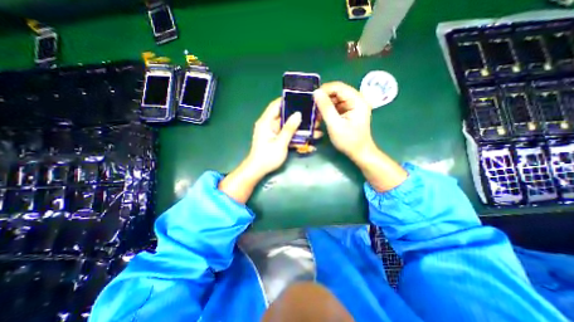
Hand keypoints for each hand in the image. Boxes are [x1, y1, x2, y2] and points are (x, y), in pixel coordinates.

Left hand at [250, 98, 306, 176]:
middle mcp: (269, 125)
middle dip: (298, 116)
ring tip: (315, 128)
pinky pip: (287, 134)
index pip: (276, 105)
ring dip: (300, 128)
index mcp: (266, 122)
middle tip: (312, 115)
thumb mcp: (280, 143)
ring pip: (288, 126)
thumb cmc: (267, 157)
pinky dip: (296, 137)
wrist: (258, 170)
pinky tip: (308, 140)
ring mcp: (273, 132)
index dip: (287, 100)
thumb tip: (298, 114)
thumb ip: (289, 129)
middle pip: (285, 116)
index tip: (301, 98)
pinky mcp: (276, 139)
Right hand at [314, 82, 377, 162]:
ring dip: (324, 108)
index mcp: (357, 100)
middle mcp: (356, 99)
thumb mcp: (335, 124)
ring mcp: (352, 106)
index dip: (324, 90)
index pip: (338, 87)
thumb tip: (316, 92)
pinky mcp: (349, 112)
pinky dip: (327, 112)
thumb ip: (325, 108)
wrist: (359, 153)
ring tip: (316, 118)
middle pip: (336, 93)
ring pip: (334, 100)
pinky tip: (321, 120)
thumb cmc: (349, 140)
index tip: (312, 99)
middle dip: (323, 101)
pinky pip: (335, 107)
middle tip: (313, 112)